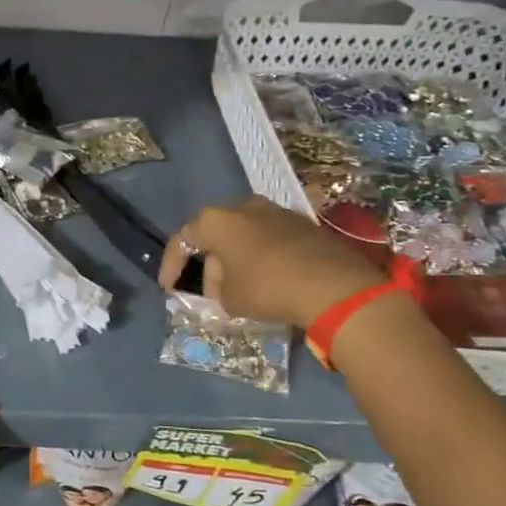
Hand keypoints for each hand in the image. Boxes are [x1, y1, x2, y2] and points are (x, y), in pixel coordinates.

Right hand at [158, 195, 383, 326]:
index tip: (170, 288)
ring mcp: (278, 212)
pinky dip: (264, 258)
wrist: (335, 287)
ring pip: (246, 235)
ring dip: (238, 259)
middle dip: (210, 263)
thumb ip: (217, 288)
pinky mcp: (305, 224)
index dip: (172, 265)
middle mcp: (245, 207)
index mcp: (217, 220)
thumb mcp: (229, 298)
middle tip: (212, 293)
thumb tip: (225, 284)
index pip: (183, 239)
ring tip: (241, 287)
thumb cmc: (268, 288)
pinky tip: (270, 281)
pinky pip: (272, 240)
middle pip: (217, 234)